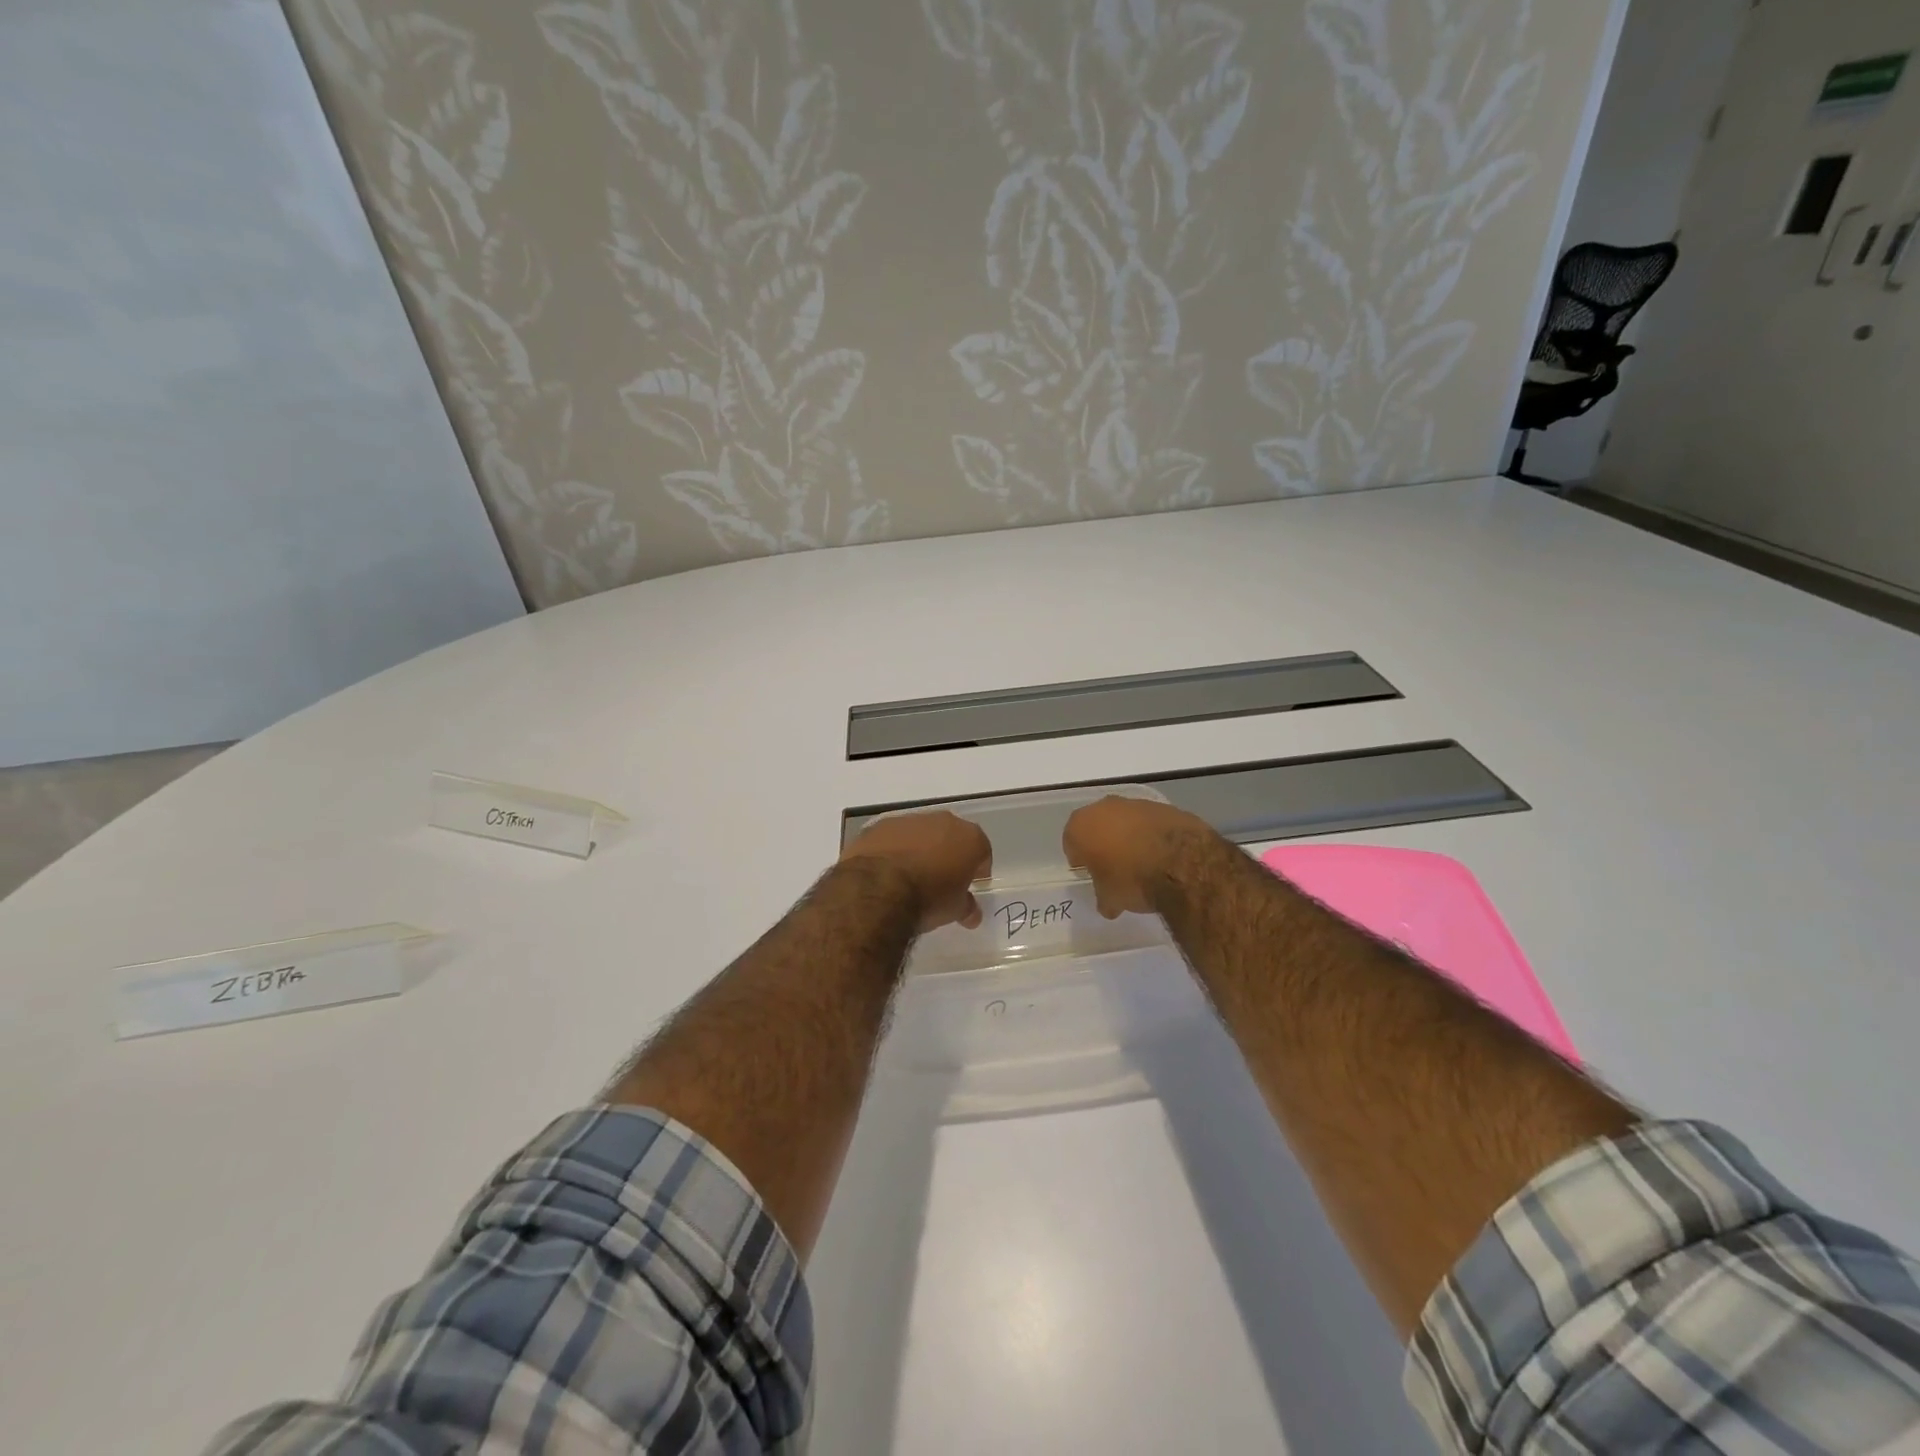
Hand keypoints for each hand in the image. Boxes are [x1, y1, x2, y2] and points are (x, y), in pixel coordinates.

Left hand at [840, 811, 992, 930]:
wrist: (877, 889)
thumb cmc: (928, 898)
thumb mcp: (954, 910)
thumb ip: (966, 907)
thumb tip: (972, 914)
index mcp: (969, 838)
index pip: (982, 851)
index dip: (978, 869)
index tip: (971, 885)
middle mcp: (942, 821)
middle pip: (951, 836)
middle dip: (949, 855)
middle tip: (943, 880)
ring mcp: (909, 820)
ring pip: (921, 834)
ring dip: (920, 850)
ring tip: (911, 877)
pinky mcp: (880, 825)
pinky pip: (893, 838)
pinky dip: (893, 850)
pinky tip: (886, 873)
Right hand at [1063, 796, 1216, 918]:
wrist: (1182, 864)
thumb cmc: (1132, 879)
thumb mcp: (1110, 898)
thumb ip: (1104, 896)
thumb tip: (1108, 904)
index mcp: (1081, 825)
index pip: (1071, 842)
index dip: (1080, 859)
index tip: (1090, 873)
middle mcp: (1105, 807)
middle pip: (1098, 826)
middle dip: (1103, 843)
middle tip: (1113, 867)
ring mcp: (1137, 804)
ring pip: (1125, 821)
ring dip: (1129, 837)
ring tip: (1142, 863)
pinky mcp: (1165, 807)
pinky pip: (1151, 823)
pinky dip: (1153, 835)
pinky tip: (1162, 856)